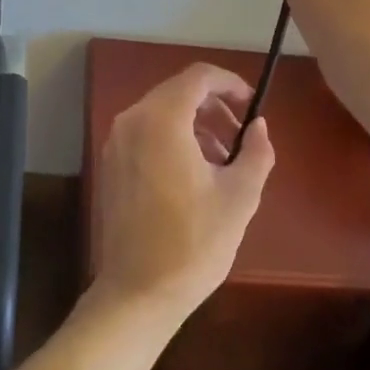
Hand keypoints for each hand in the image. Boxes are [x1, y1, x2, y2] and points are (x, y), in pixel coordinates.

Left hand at [89, 64, 276, 323]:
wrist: (138, 293)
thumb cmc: (193, 242)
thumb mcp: (239, 196)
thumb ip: (256, 151)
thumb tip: (259, 127)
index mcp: (162, 120)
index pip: (198, 77)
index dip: (230, 83)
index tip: (252, 104)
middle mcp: (132, 120)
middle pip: (178, 92)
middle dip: (214, 107)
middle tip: (242, 137)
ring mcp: (116, 142)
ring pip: (162, 113)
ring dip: (196, 125)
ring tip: (224, 162)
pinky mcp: (111, 164)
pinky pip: (146, 133)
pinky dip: (173, 139)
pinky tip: (195, 175)